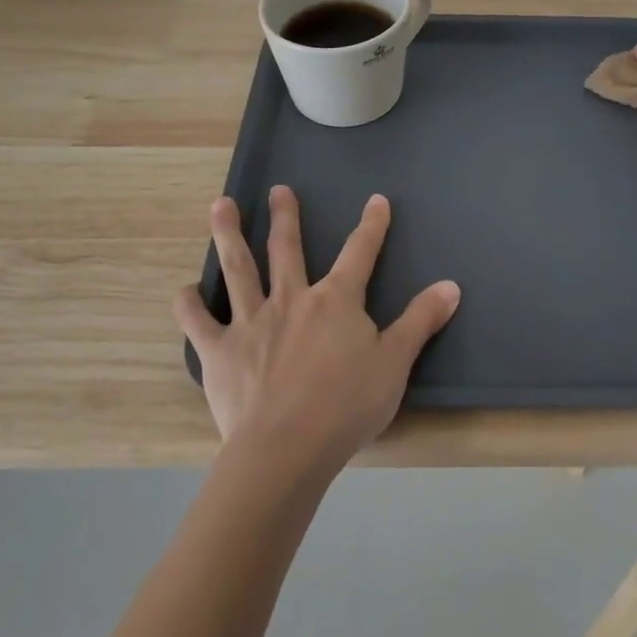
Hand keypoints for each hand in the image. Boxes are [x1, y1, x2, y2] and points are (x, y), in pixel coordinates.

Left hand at [175, 187, 460, 479]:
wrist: (286, 447)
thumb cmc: (347, 405)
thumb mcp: (395, 362)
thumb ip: (420, 320)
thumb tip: (451, 285)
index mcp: (335, 301)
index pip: (360, 253)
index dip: (372, 226)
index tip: (377, 201)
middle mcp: (291, 300)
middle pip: (288, 249)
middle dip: (286, 217)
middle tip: (279, 189)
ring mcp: (251, 322)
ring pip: (238, 269)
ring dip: (229, 235)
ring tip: (220, 205)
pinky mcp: (220, 351)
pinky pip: (198, 321)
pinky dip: (189, 304)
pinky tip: (185, 290)